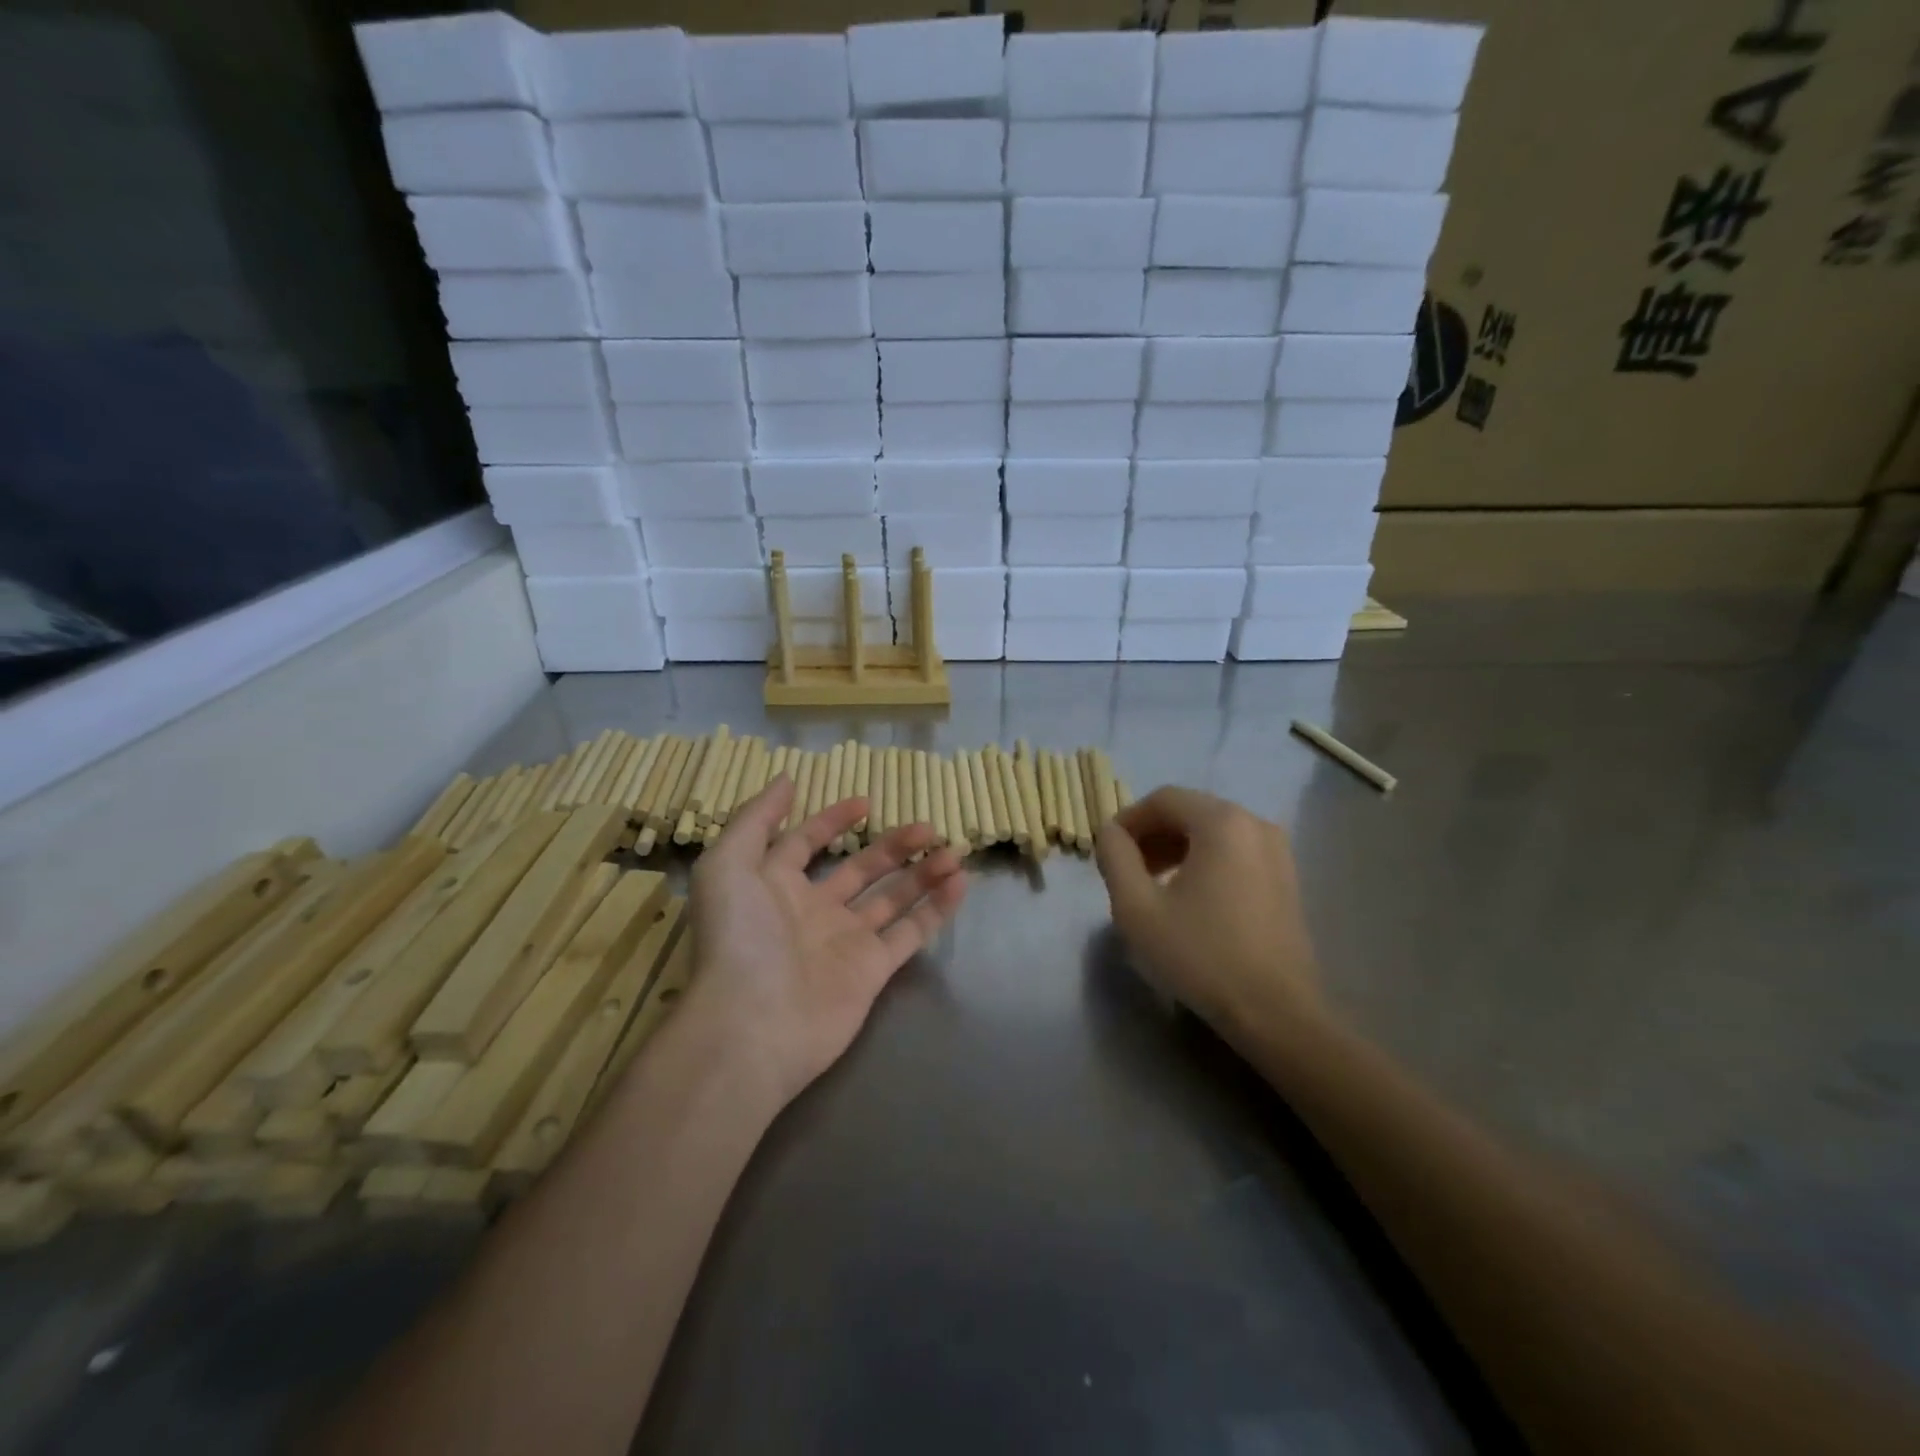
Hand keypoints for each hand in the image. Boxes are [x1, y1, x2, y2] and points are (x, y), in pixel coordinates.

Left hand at [684, 775, 966, 1106]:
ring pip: (892, 898)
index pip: (805, 844)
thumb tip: (786, 780)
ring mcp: (845, 942)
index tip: (865, 801)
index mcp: (774, 886)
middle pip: (860, 869)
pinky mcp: (872, 971)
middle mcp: (812, 912)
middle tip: (927, 826)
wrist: (751, 1025)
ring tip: (954, 850)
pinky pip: (910, 932)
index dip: (831, 821)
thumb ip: (755, 819)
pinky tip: (960, 882)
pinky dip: (936, 908)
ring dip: (922, 872)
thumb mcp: (727, 864)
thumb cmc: (738, 937)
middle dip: (893, 846)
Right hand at [1093, 786, 1323, 1040]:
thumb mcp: (1137, 907)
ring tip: (1153, 886)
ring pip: (1213, 833)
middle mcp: (1255, 824)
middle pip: (1190, 812)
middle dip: (1152, 835)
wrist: (1276, 1013)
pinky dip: (1205, 862)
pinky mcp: (1286, 879)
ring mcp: (1278, 852)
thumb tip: (1110, 833)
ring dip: (1176, 849)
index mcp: (1221, 822)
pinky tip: (1190, 899)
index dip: (1128, 820)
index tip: (1107, 851)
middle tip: (1127, 870)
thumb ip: (1115, 858)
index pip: (1163, 799)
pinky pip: (1235, 853)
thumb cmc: (1201, 955)